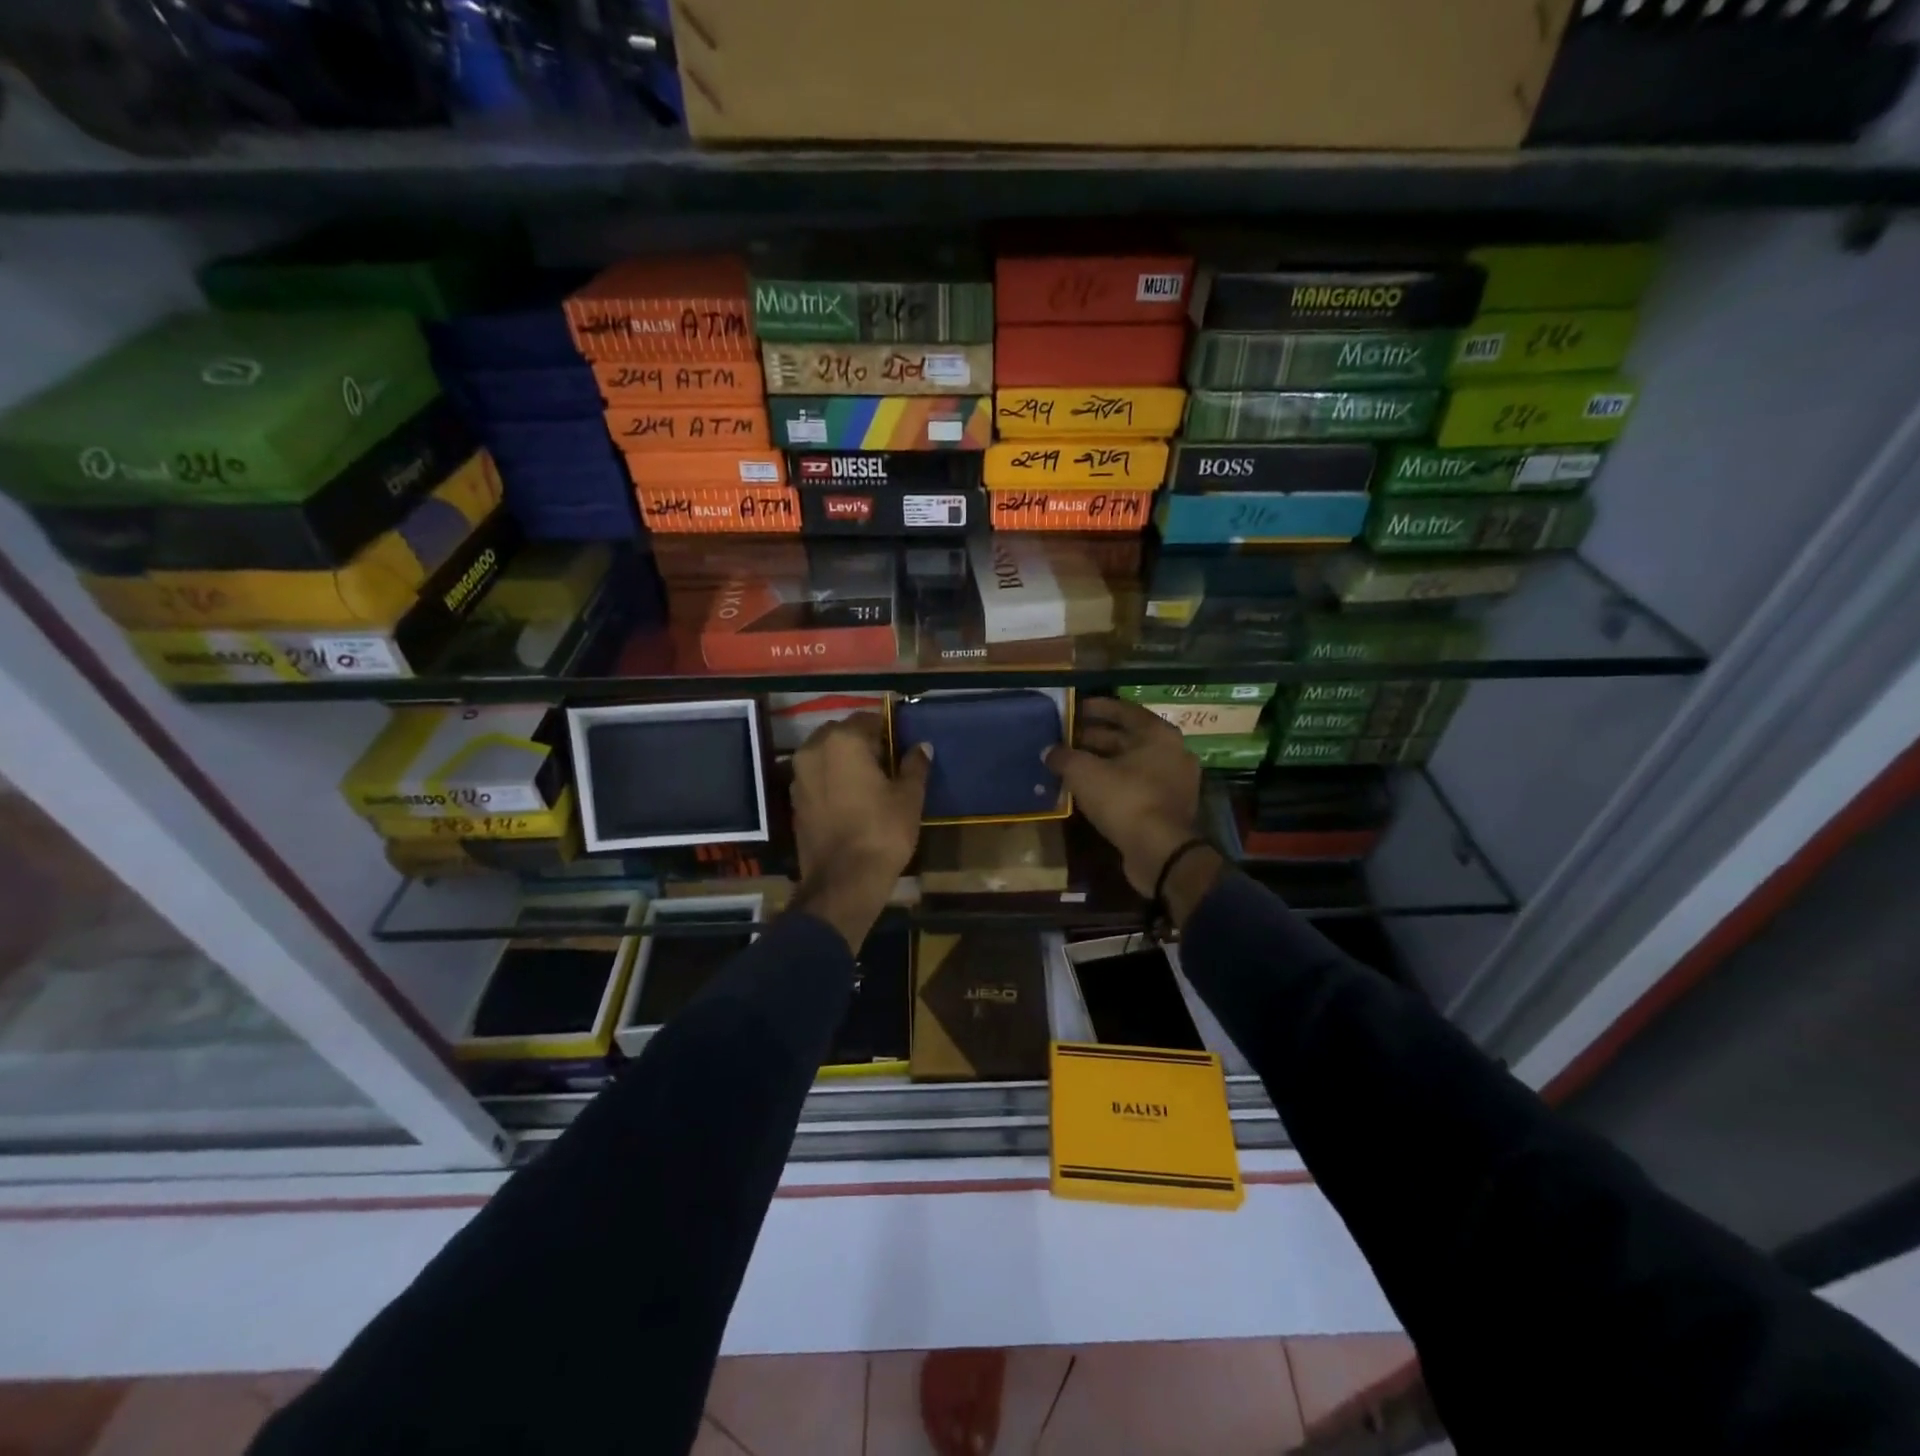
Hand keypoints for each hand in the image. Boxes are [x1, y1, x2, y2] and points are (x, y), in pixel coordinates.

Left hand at [789, 712, 929, 949]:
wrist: (843, 882)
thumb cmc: (882, 832)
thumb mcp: (908, 797)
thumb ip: (914, 766)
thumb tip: (922, 746)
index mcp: (843, 741)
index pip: (868, 719)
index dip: (887, 729)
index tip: (901, 744)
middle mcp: (814, 750)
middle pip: (840, 733)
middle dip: (861, 742)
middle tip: (885, 762)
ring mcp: (798, 776)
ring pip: (824, 754)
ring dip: (843, 760)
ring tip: (868, 781)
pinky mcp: (793, 801)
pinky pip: (815, 777)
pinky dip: (830, 779)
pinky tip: (850, 799)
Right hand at [1045, 697, 1212, 898]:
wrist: (1159, 852)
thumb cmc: (1124, 799)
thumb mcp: (1084, 773)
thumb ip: (1064, 756)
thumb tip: (1048, 751)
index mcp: (1158, 734)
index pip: (1124, 711)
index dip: (1096, 708)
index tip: (1073, 709)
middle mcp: (1172, 752)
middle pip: (1127, 738)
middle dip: (1094, 738)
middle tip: (1065, 739)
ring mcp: (1174, 782)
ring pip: (1131, 764)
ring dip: (1102, 763)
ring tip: (1071, 764)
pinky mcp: (1169, 808)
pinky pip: (1136, 786)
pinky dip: (1113, 784)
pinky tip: (1089, 790)